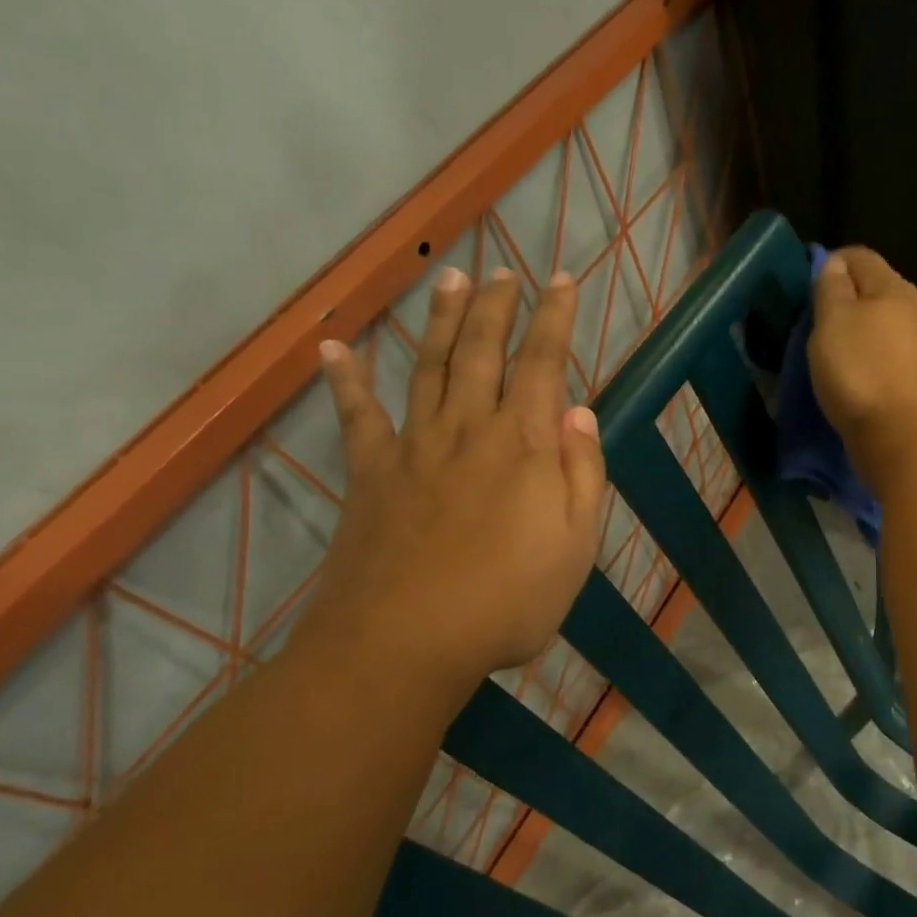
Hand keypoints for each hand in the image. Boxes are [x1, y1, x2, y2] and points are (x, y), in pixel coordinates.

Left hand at [296, 266, 605, 689]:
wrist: (406, 643)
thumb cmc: (508, 601)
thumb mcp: (576, 546)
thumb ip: (582, 473)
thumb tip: (578, 411)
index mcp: (522, 445)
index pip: (542, 363)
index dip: (553, 317)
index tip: (561, 279)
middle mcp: (468, 429)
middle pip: (483, 351)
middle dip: (497, 306)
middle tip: (504, 272)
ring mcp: (414, 447)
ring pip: (430, 367)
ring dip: (442, 320)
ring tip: (451, 279)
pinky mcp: (370, 474)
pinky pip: (356, 417)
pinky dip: (345, 380)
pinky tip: (334, 348)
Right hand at [808, 247, 916, 487]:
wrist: (906, 438)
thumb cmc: (862, 372)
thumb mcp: (832, 322)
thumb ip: (831, 288)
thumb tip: (835, 264)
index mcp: (894, 288)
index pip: (860, 256)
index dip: (830, 263)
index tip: (804, 286)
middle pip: (877, 292)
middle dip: (847, 302)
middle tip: (814, 325)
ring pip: (887, 329)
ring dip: (861, 336)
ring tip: (833, 358)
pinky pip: (894, 361)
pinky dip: (874, 364)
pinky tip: (859, 382)